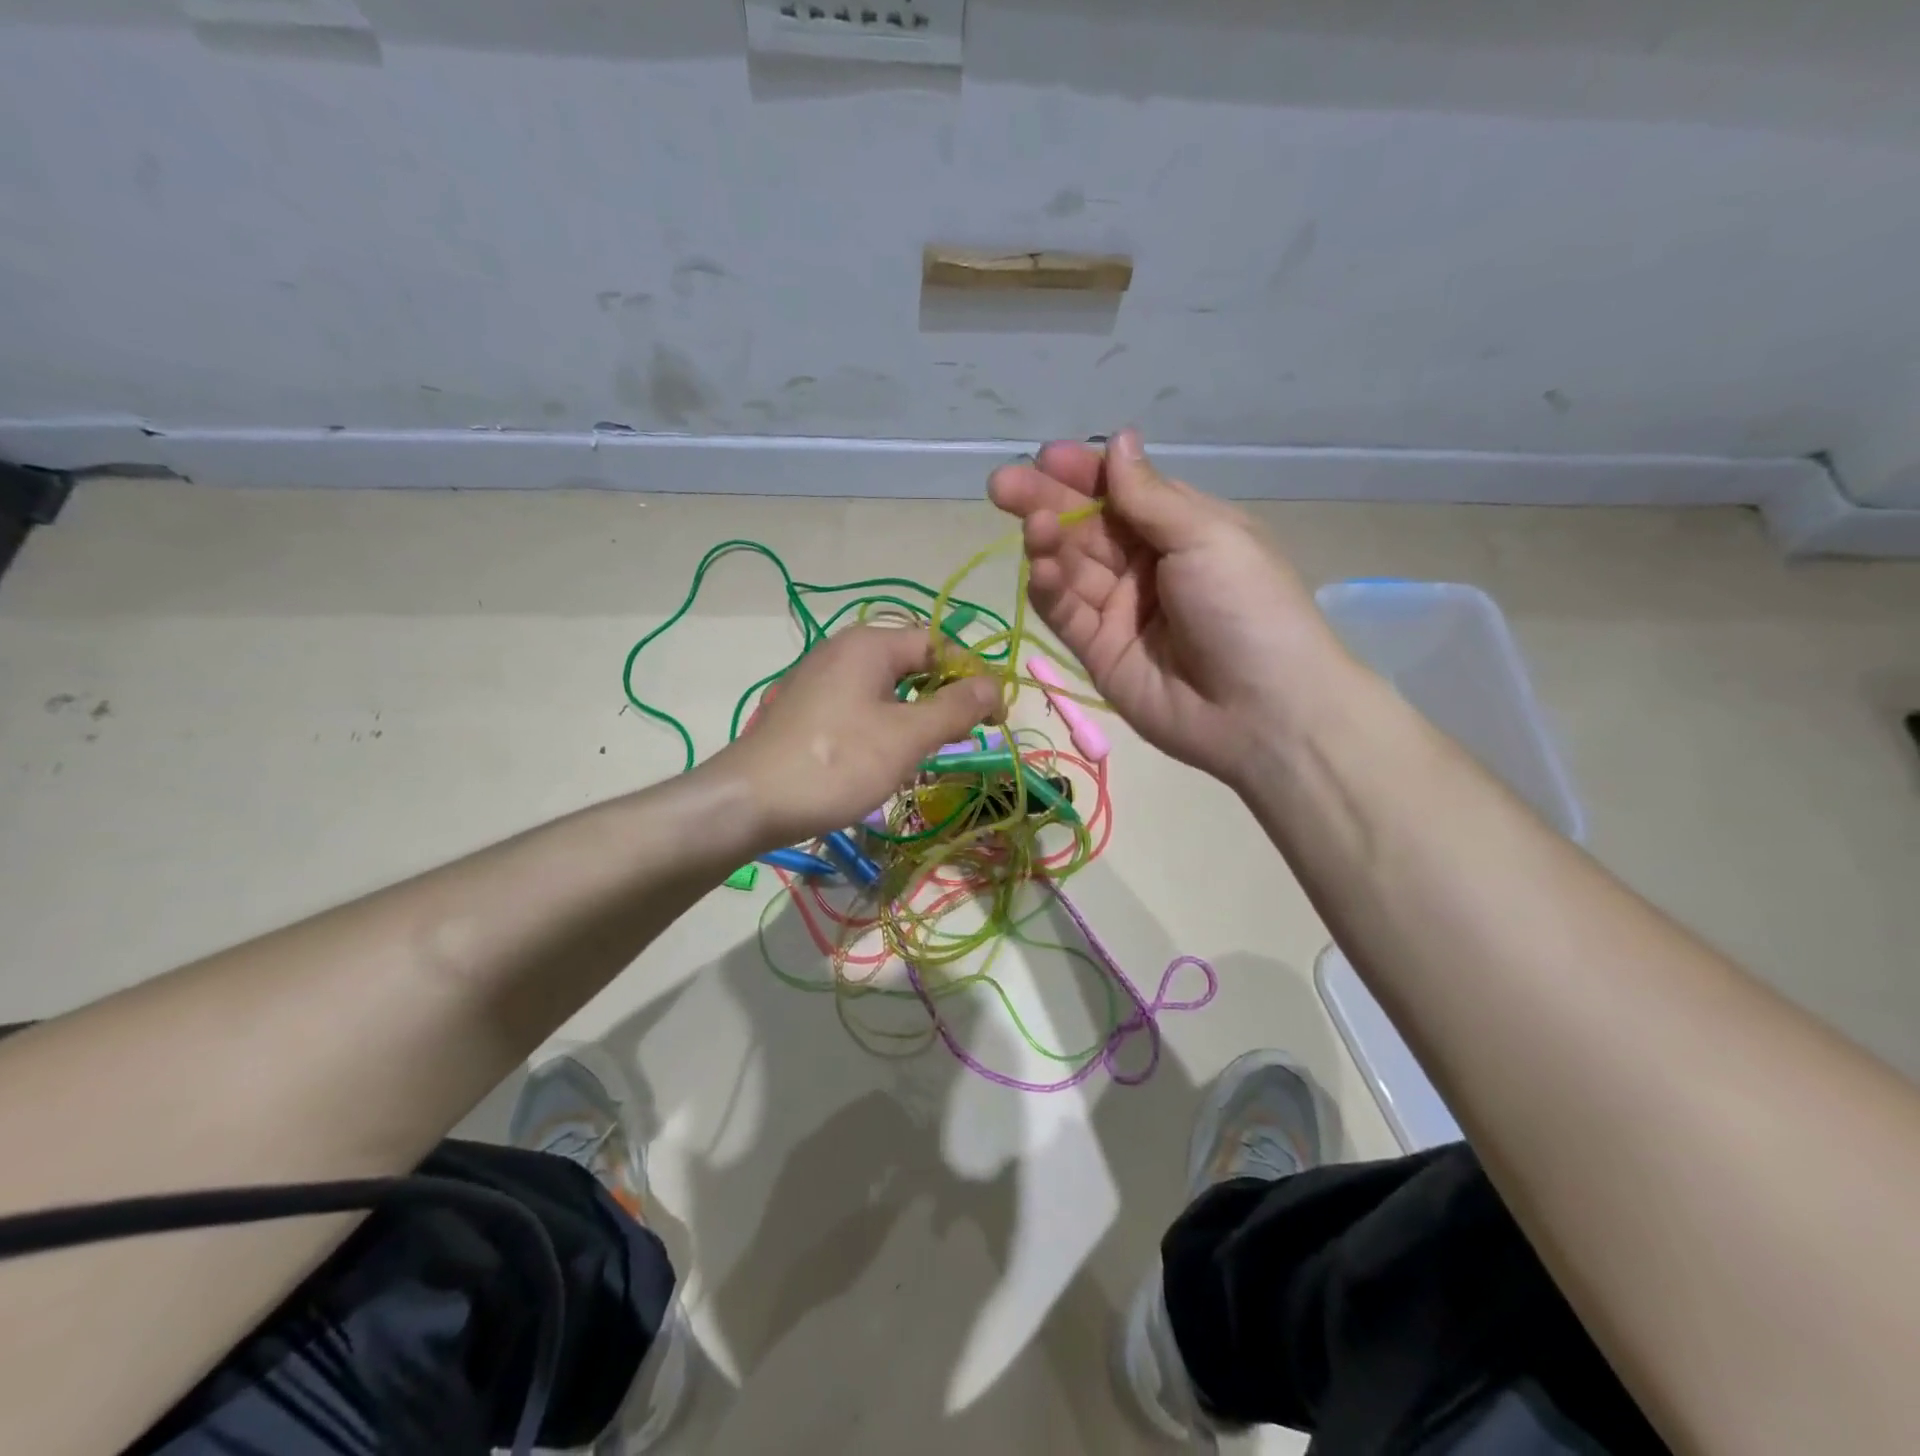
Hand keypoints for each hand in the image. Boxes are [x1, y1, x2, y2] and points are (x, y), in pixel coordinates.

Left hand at [715, 625, 1000, 849]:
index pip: (938, 644)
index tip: (991, 719)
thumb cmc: (836, 763)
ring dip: (913, 719)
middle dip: (942, 700)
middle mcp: (843, 651)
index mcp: (869, 645)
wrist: (750, 802)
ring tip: (922, 757)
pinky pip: (860, 708)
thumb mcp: (907, 736)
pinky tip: (882, 763)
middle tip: (958, 740)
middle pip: (912, 665)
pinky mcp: (806, 709)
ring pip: (887, 690)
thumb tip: (994, 685)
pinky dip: (882, 728)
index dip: (972, 677)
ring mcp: (820, 680)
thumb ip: (955, 708)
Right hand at [988, 429, 1346, 788]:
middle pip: (1087, 527)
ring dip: (1048, 543)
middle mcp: (1146, 565)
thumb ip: (1149, 496)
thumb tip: (1119, 439)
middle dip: (1047, 502)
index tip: (1047, 458)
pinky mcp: (1099, 652)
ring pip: (1071, 568)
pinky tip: (1040, 568)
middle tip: (1003, 486)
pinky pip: (1067, 614)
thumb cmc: (1247, 608)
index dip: (1084, 473)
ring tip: (1031, 525)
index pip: (1121, 491)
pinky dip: (1050, 590)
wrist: (1261, 711)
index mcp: (1182, 529)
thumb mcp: (1207, 537)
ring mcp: (1120, 611)